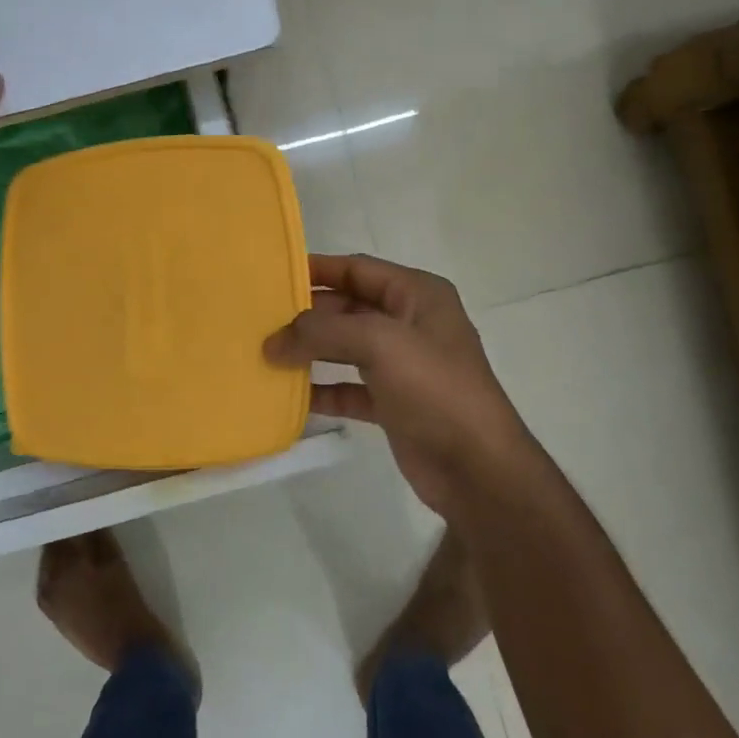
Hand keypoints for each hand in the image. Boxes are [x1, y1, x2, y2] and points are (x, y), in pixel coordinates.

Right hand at [264, 254, 541, 521]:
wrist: (477, 469)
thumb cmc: (435, 389)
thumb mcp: (379, 344)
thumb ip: (322, 333)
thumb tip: (272, 341)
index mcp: (418, 295)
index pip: (358, 269)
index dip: (317, 269)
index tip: (272, 276)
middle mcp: (410, 324)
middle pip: (347, 309)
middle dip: (307, 316)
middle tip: (261, 322)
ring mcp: (403, 366)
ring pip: (345, 349)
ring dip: (310, 352)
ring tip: (266, 356)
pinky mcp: (394, 403)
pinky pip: (349, 388)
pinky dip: (323, 390)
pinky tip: (291, 398)